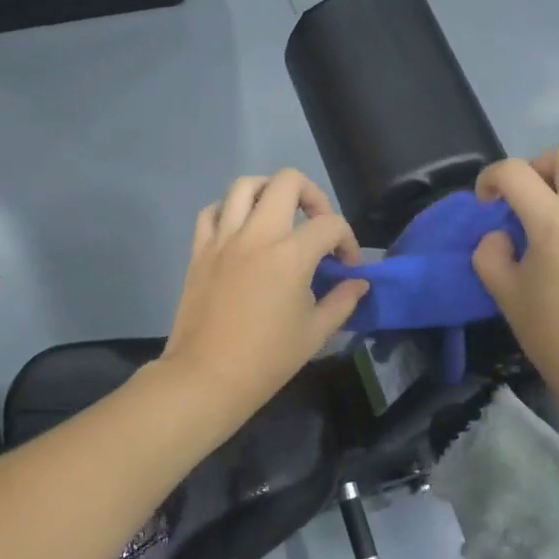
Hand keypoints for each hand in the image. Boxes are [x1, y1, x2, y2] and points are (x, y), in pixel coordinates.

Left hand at [161, 170, 369, 416]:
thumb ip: (342, 301)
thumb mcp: (315, 333)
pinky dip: (228, 210)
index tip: (347, 267)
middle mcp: (256, 235)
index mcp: (290, 255)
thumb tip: (359, 283)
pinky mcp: (199, 250)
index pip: (329, 224)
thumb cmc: (266, 360)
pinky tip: (240, 230)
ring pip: (244, 185)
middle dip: (312, 195)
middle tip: (316, 224)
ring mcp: (223, 239)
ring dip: (268, 192)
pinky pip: (211, 211)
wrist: (206, 378)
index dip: (348, 241)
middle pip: (287, 181)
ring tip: (279, 215)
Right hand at [471, 145, 558, 401]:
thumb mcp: (505, 294)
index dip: (489, 178)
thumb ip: (491, 253)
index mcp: (553, 221)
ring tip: (546, 215)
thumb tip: (500, 236)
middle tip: (521, 201)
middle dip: (535, 167)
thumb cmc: (554, 335)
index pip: (515, 172)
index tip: (484, 203)